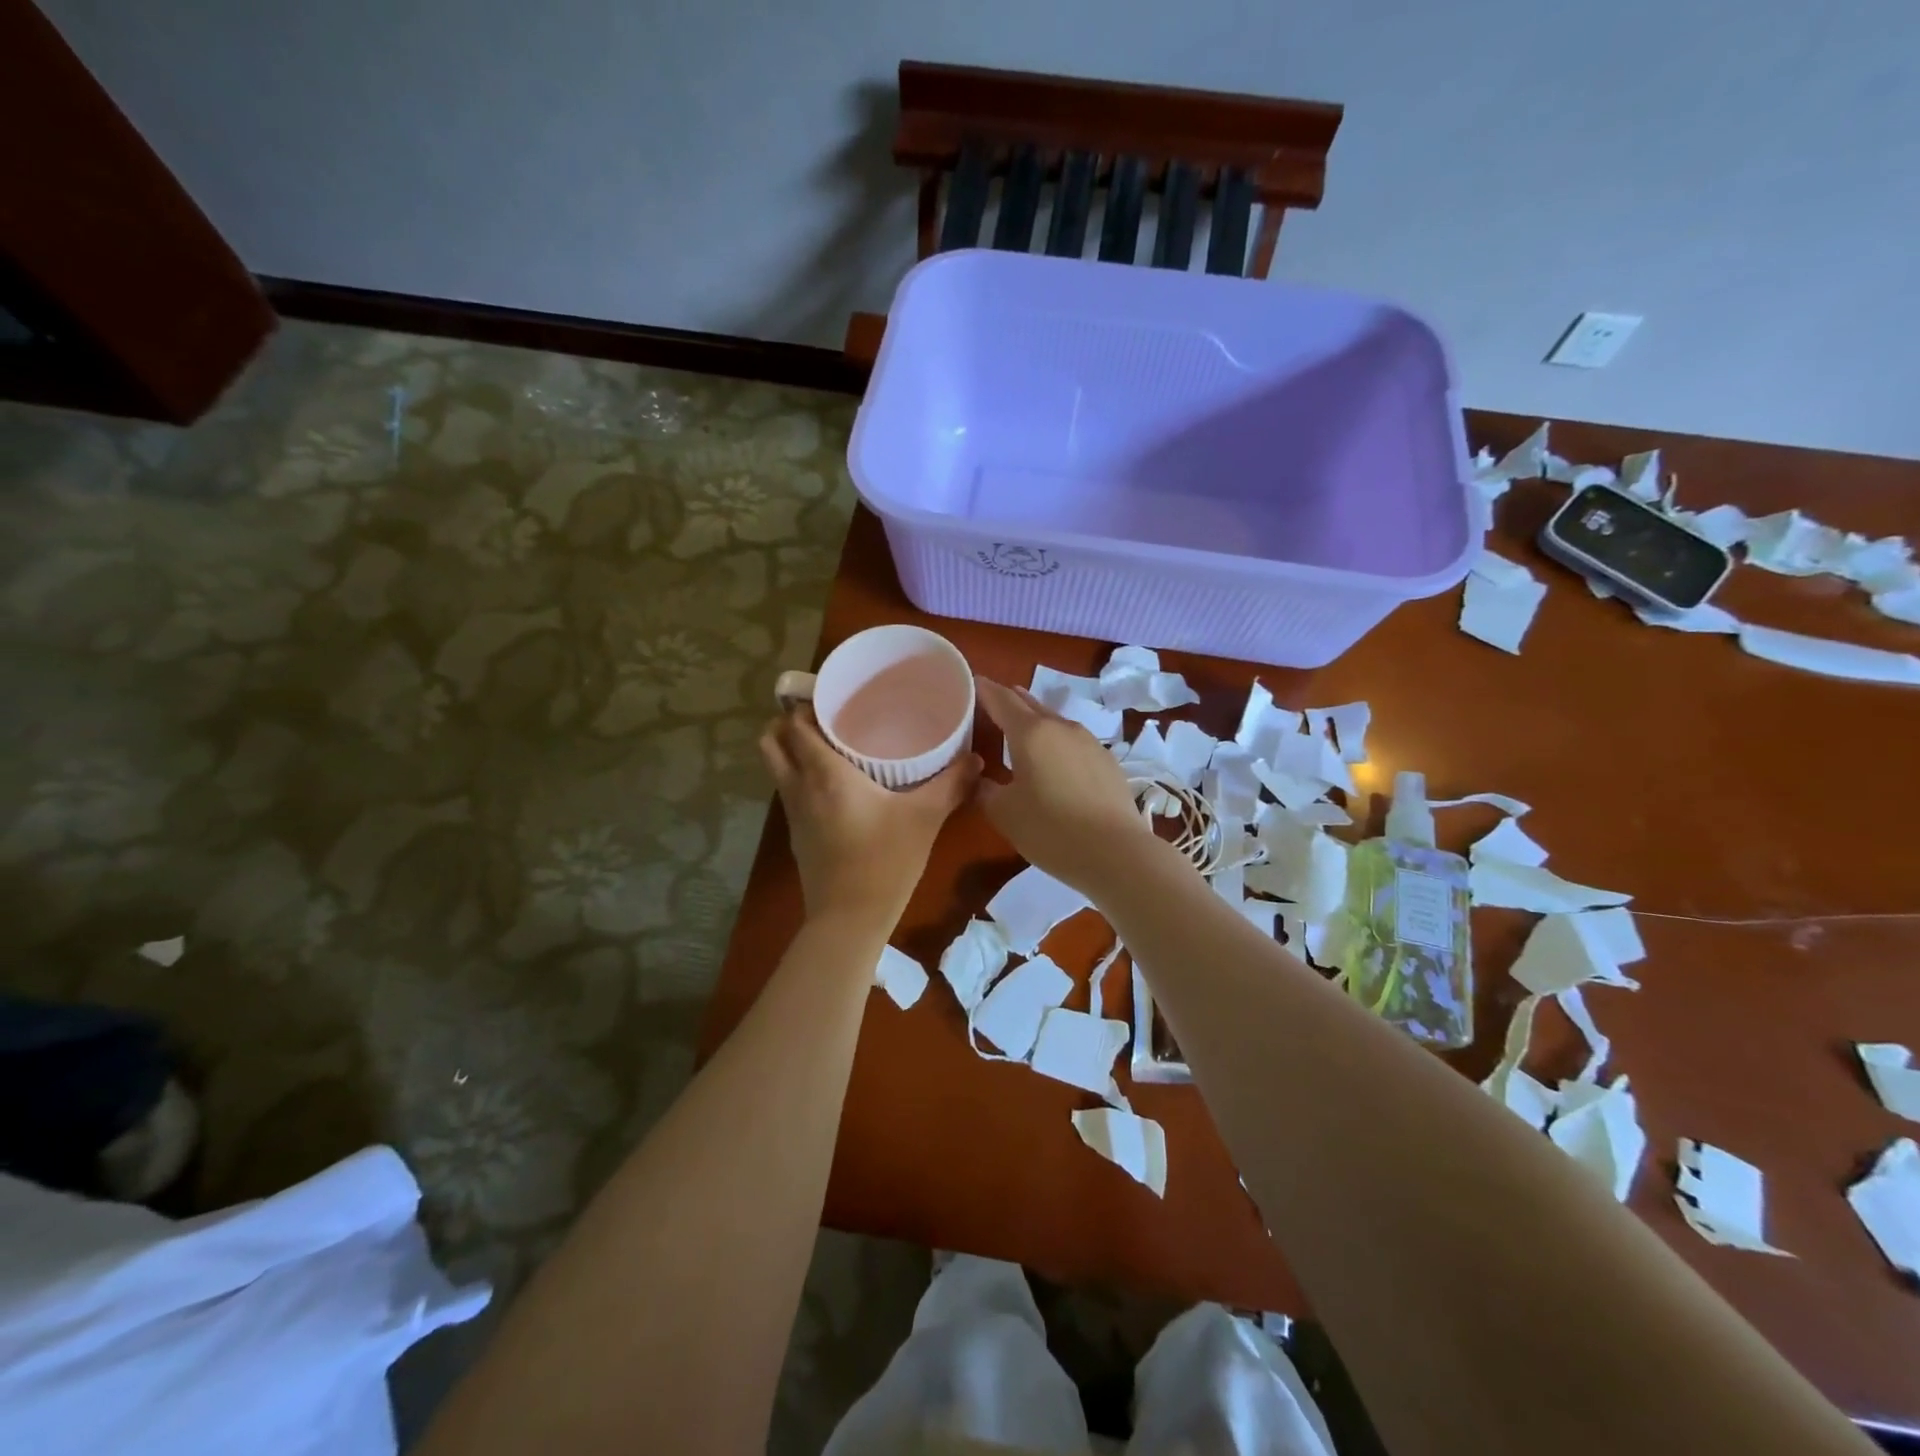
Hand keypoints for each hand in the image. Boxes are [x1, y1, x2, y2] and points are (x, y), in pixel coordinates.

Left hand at [761, 706, 981, 929]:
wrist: (849, 920)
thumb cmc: (885, 861)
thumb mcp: (925, 819)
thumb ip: (951, 785)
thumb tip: (976, 759)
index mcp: (825, 773)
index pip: (796, 724)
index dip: (806, 704)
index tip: (832, 696)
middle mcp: (799, 786)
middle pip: (772, 740)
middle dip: (788, 722)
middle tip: (824, 717)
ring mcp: (793, 812)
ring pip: (775, 766)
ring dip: (790, 749)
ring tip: (827, 745)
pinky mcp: (796, 834)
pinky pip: (787, 790)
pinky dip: (798, 776)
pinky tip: (832, 785)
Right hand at [974, 677, 1157, 896]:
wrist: (1116, 852)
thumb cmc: (1050, 829)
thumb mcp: (1004, 813)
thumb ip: (986, 790)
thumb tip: (981, 779)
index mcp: (1031, 733)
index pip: (1001, 700)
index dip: (984, 690)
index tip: (972, 682)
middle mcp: (1061, 727)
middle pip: (1030, 705)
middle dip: (1009, 700)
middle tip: (991, 702)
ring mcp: (1089, 742)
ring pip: (1055, 722)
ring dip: (1035, 721)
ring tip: (1021, 730)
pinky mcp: (1107, 760)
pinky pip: (1073, 742)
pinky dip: (1057, 742)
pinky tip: (1055, 760)